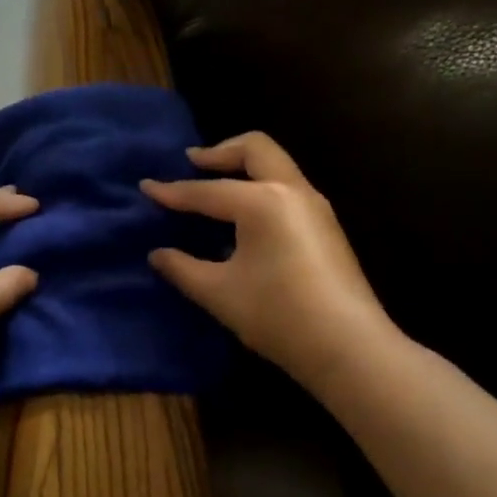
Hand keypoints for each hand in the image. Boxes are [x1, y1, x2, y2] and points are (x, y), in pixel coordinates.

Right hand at [142, 133, 394, 388]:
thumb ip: (182, 268)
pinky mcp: (326, 226)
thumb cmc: (278, 315)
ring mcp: (315, 206)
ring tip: (216, 186)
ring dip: (243, 167)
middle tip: (193, 163)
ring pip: (276, 165)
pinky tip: (244, 217)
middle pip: (255, 148)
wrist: (350, 348)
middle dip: (220, 151)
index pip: (207, 191)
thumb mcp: (219, 292)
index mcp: (262, 201)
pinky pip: (286, 187)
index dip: (173, 192)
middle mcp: (291, 191)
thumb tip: (158, 254)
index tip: (146, 186)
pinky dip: (260, 186)